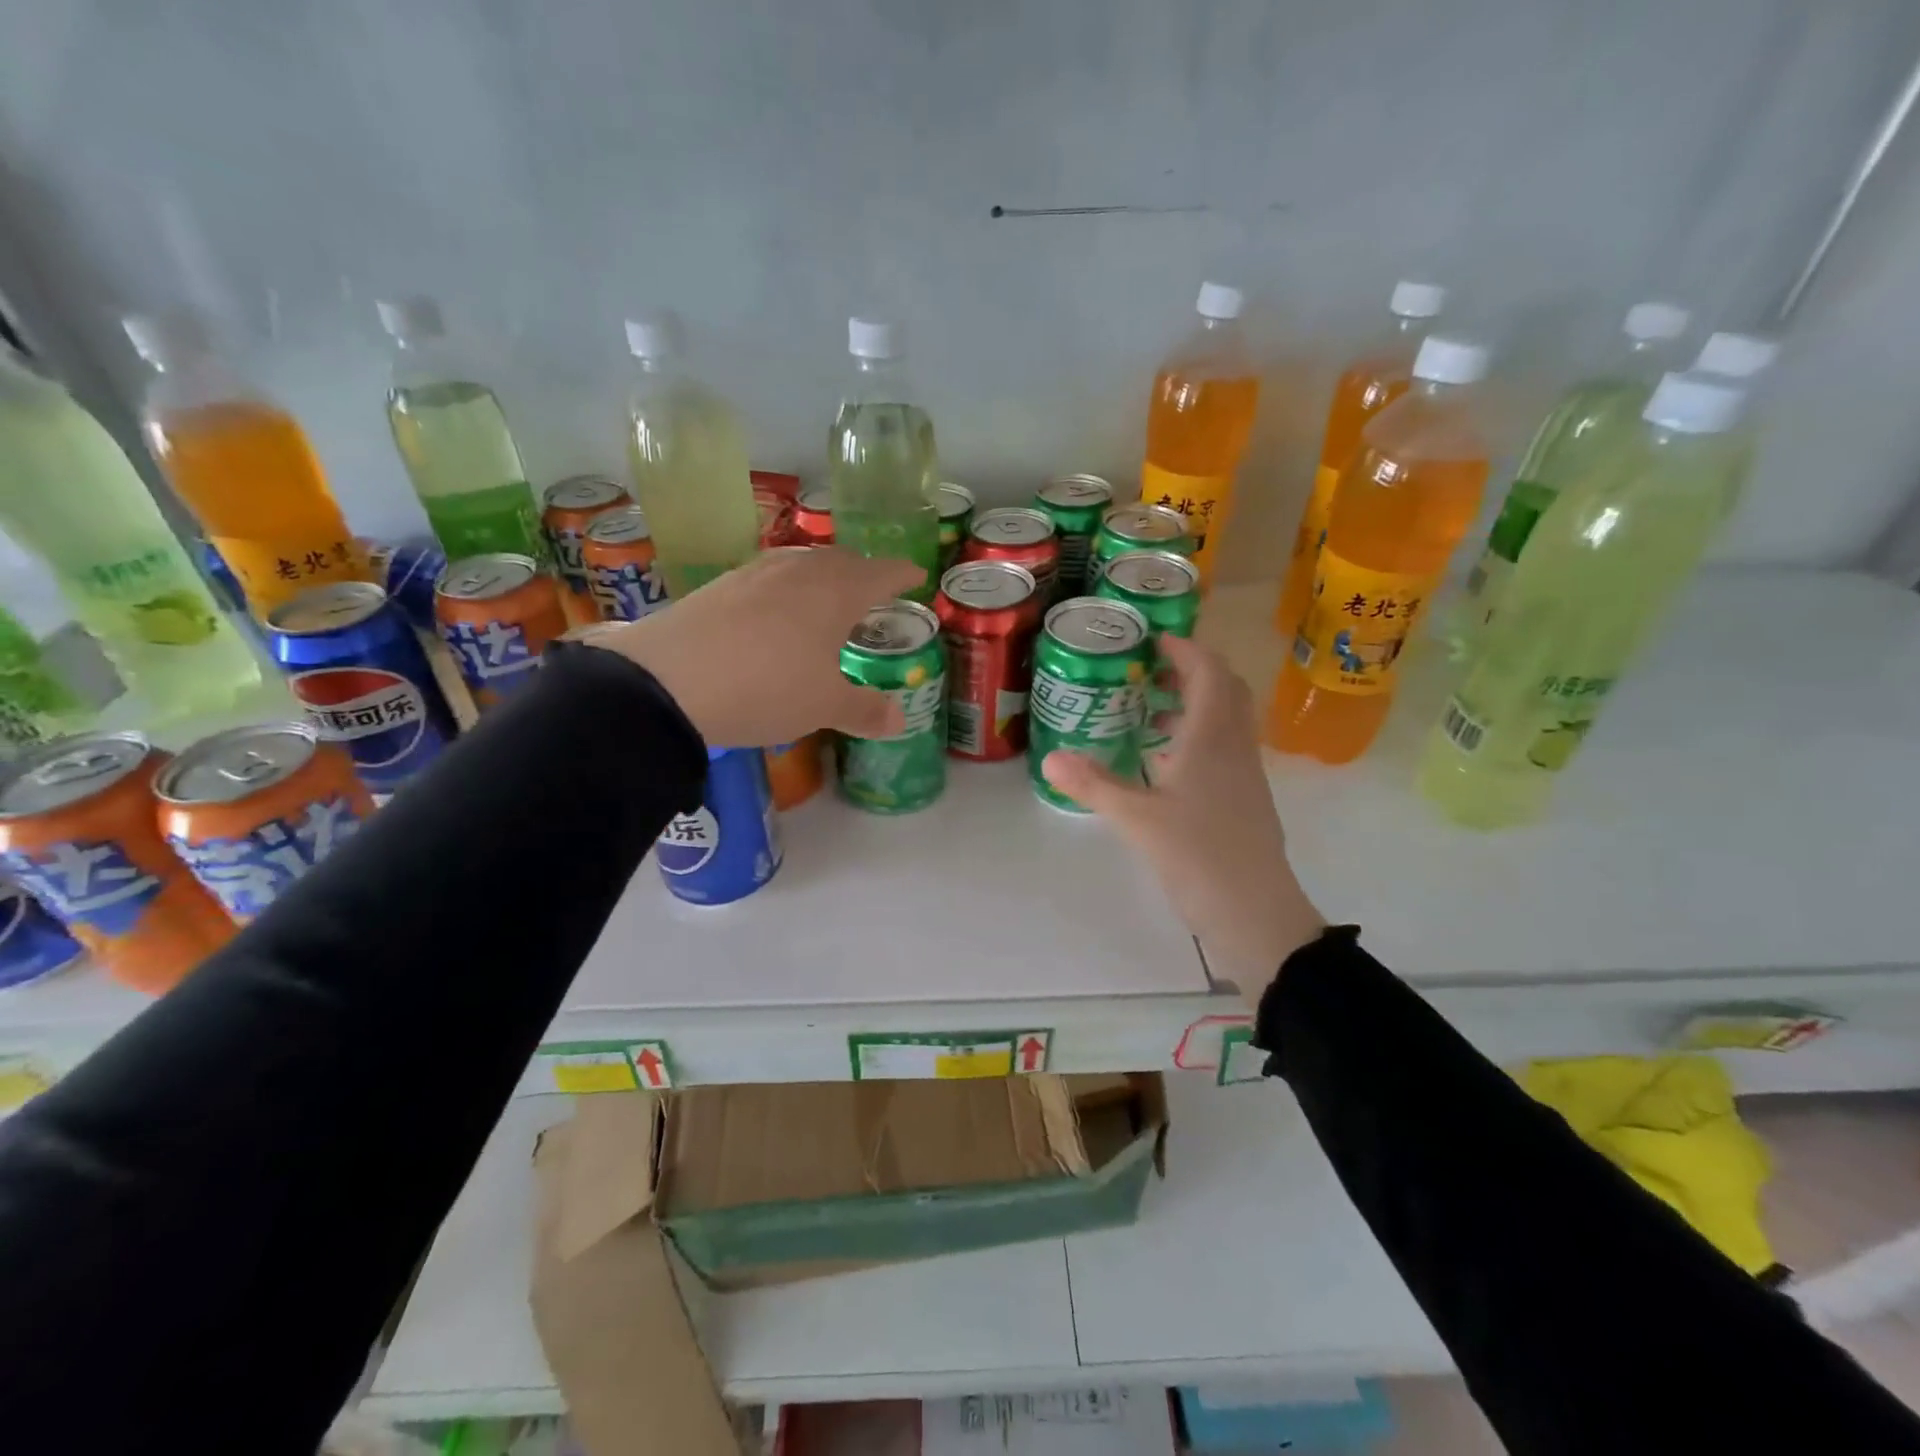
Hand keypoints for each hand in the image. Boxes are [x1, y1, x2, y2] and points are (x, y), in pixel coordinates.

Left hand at [581, 547, 925, 746]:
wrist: (668, 681)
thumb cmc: (767, 688)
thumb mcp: (824, 706)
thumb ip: (866, 710)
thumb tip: (899, 720)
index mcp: (836, 591)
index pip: (881, 572)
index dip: (902, 573)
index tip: (916, 574)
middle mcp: (799, 570)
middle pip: (841, 561)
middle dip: (863, 572)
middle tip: (874, 590)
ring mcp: (755, 573)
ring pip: (801, 564)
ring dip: (822, 576)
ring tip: (826, 598)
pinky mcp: (719, 585)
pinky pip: (768, 577)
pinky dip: (785, 588)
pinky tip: (775, 612)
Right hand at [1042, 634, 1324, 995]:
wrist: (1256, 914)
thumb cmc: (1199, 856)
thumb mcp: (1137, 819)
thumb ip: (1094, 785)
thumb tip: (1050, 758)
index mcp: (1212, 739)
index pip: (1209, 672)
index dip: (1185, 650)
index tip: (1153, 640)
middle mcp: (1235, 747)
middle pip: (1225, 690)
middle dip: (1190, 672)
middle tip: (1149, 673)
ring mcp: (1245, 774)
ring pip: (1226, 721)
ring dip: (1194, 706)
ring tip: (1149, 713)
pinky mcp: (1244, 800)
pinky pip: (1224, 750)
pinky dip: (1197, 739)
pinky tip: (1164, 764)